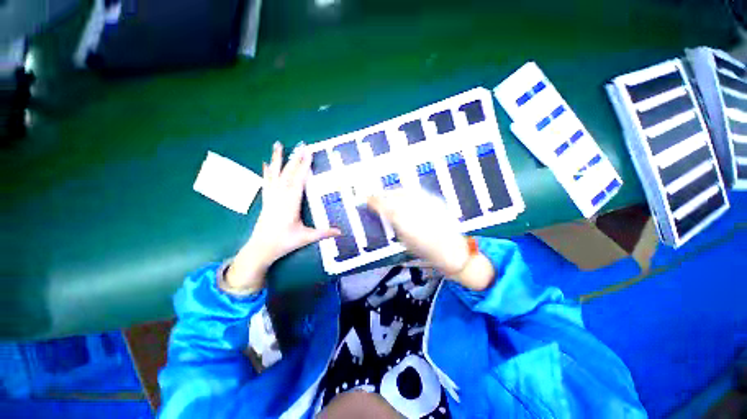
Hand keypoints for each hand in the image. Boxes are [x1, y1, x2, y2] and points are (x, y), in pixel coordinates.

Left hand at [224, 142, 340, 292]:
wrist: (261, 249)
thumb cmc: (284, 242)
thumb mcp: (306, 238)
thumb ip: (324, 233)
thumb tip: (341, 232)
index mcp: (290, 204)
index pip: (299, 181)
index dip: (304, 167)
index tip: (308, 153)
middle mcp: (280, 197)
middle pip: (288, 174)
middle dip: (295, 159)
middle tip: (301, 145)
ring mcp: (271, 197)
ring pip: (275, 175)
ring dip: (277, 159)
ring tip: (278, 145)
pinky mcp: (266, 200)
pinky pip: (266, 182)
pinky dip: (266, 172)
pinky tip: (265, 163)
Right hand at [367, 190, 493, 290]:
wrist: (452, 250)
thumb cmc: (426, 251)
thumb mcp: (405, 241)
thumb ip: (395, 225)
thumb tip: (385, 214)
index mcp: (406, 224)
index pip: (386, 208)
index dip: (375, 202)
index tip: (367, 199)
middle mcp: (416, 211)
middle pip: (394, 197)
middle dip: (382, 195)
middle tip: (374, 195)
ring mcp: (426, 204)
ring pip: (405, 192)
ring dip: (393, 192)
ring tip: (387, 193)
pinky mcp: (435, 201)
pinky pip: (416, 192)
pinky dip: (406, 192)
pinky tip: (403, 194)